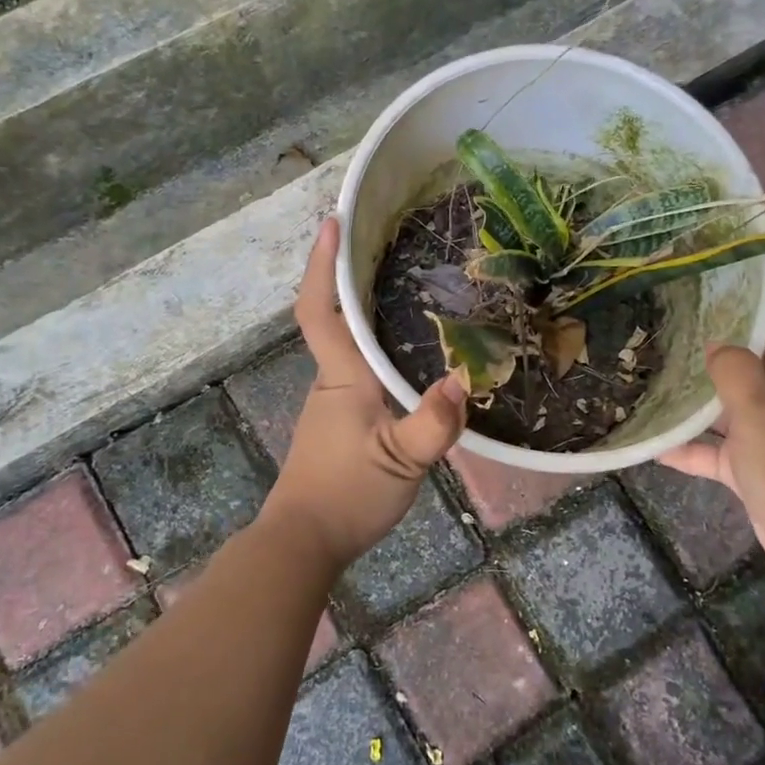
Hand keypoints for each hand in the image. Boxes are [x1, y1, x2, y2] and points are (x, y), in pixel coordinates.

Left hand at [263, 219, 468, 568]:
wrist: (302, 543)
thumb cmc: (346, 494)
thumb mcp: (401, 462)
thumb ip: (432, 423)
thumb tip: (462, 379)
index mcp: (342, 377)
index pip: (321, 309)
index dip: (322, 264)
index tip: (331, 222)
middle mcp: (333, 380)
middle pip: (335, 318)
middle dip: (350, 277)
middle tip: (386, 243)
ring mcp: (333, 403)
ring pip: (349, 346)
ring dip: (366, 313)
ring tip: (411, 289)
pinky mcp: (341, 424)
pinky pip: (359, 372)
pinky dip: (378, 350)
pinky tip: (410, 358)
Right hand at [658, 244, 764, 594]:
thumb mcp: (761, 415)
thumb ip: (734, 375)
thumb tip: (717, 349)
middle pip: (757, 338)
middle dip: (731, 306)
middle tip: (690, 276)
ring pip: (729, 391)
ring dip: (699, 377)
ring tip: (658, 350)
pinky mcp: (756, 462)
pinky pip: (715, 445)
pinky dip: (689, 444)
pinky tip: (651, 442)